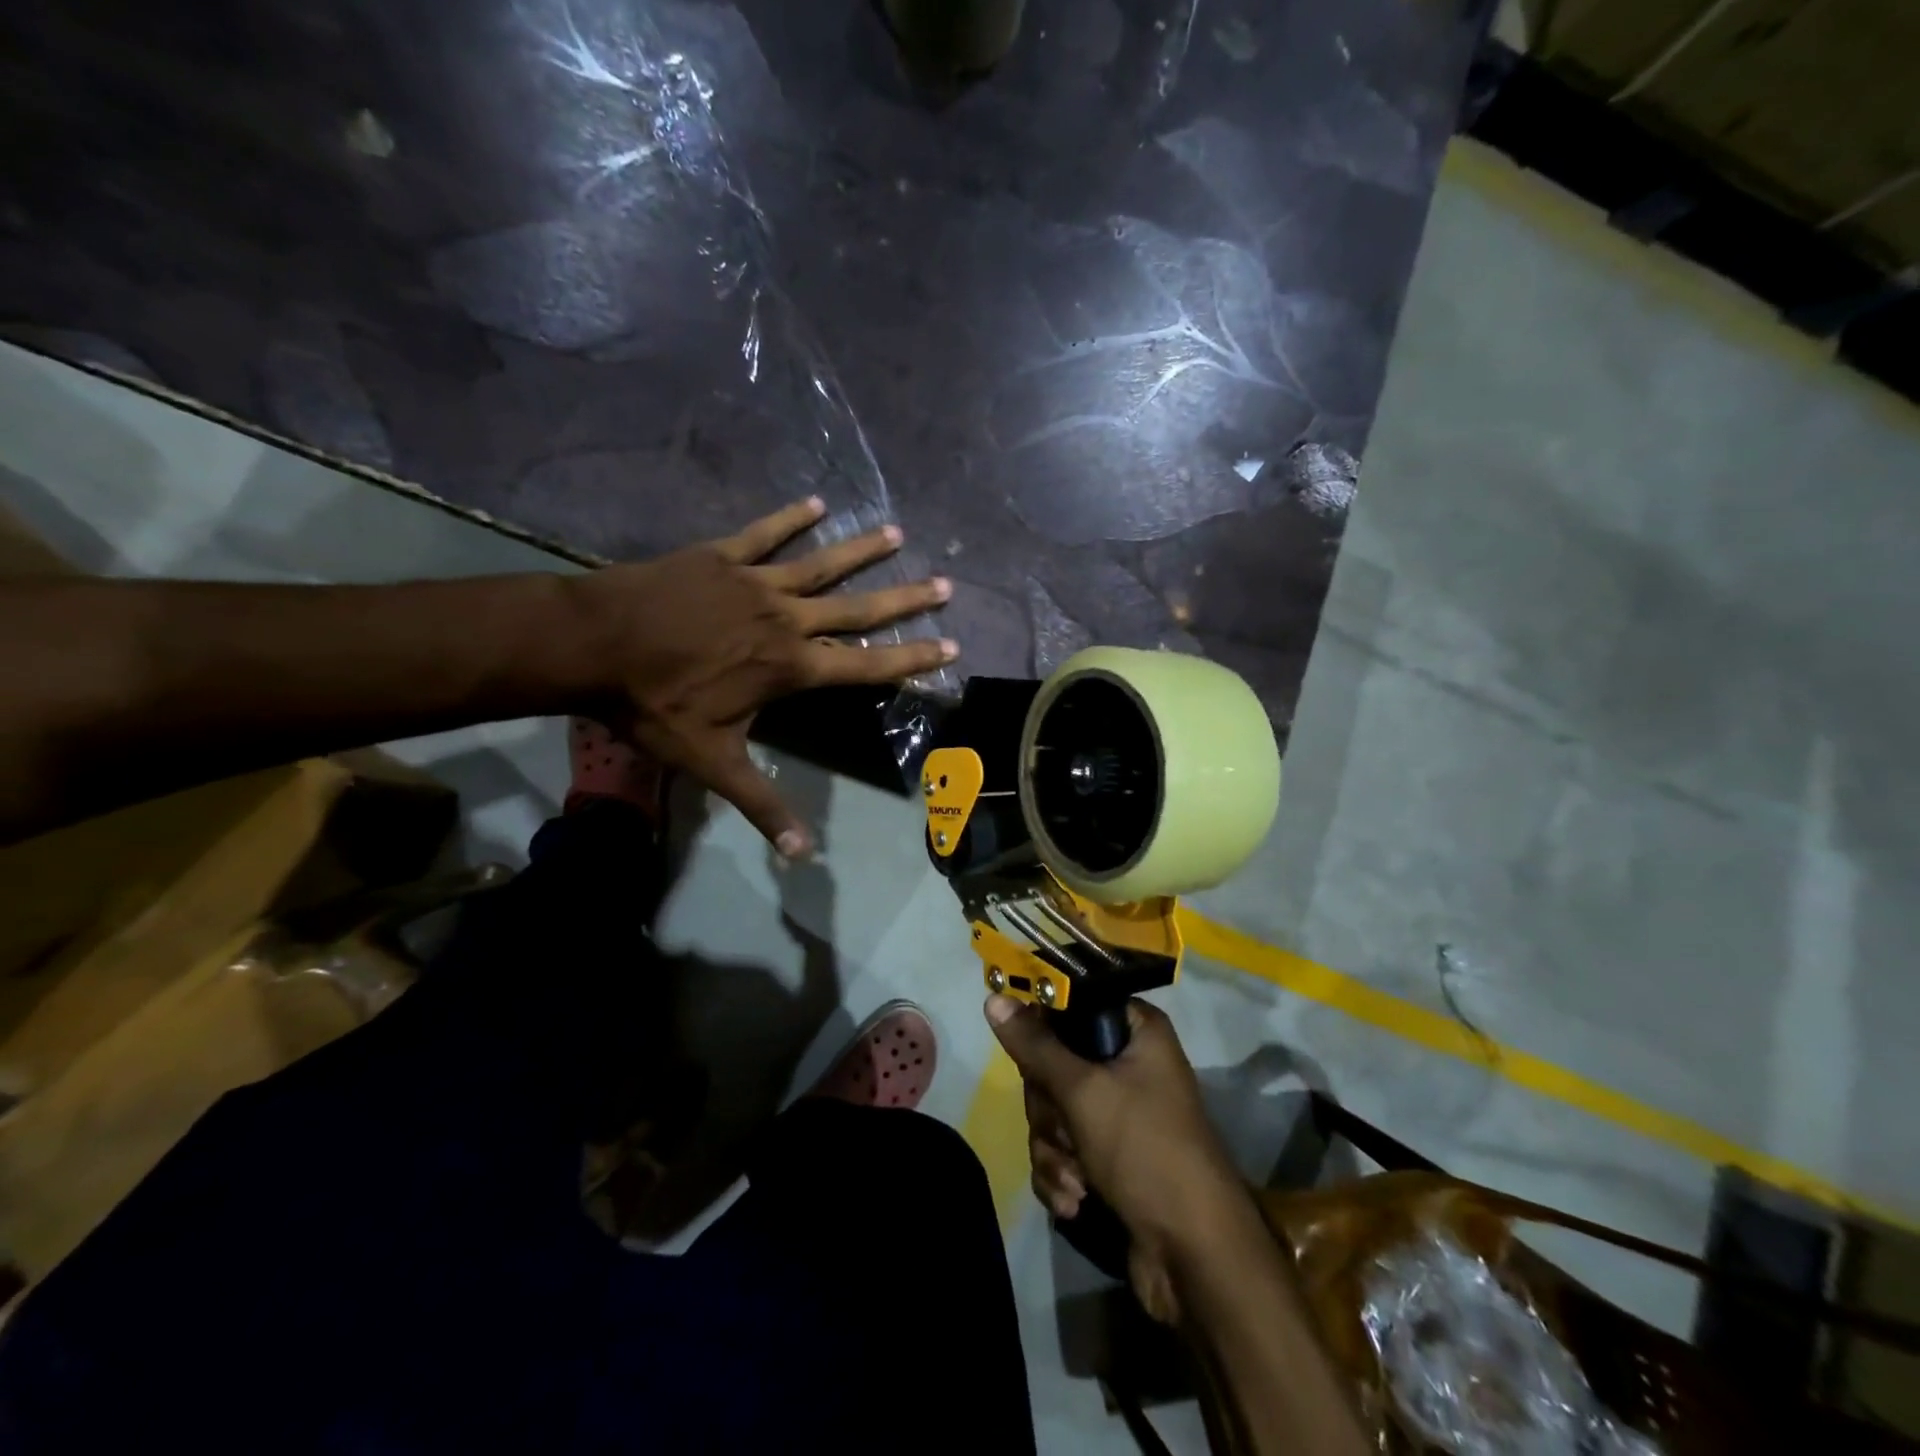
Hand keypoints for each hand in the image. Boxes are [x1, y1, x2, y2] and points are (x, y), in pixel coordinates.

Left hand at [572, 498, 954, 856]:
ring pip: (820, 564)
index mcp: (790, 667)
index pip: (865, 665)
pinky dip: (790, 518)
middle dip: (904, 599)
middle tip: (945, 585)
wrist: (592, 645)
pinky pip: (763, 534)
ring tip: (897, 534)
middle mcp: (785, 620)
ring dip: (860, 550)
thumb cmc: (655, 705)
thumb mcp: (712, 762)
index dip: (911, 659)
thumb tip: (800, 855)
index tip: (950, 646)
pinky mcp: (721, 557)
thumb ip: (761, 802)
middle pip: (857, 608)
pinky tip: (816, 501)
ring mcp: (754, 582)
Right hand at [985, 994, 1250, 1324]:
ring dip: (1054, 1150)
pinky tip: (1076, 1202)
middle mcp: (1128, 1064)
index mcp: (1136, 1031)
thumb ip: (1035, 1046)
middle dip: (1050, 1111)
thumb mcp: (1084, 1091)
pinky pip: (1062, 1149)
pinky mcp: (1107, 1157)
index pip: (1072, 1006)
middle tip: (1067, 1131)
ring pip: (1052, 1112)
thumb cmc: (1146, 1151)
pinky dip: (1061, 1175)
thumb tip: (993, 999)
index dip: (1044, 1032)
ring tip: (1076, 1181)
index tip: (1033, 1061)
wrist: (1195, 1257)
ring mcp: (1118, 1113)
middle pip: (1053, 1064)